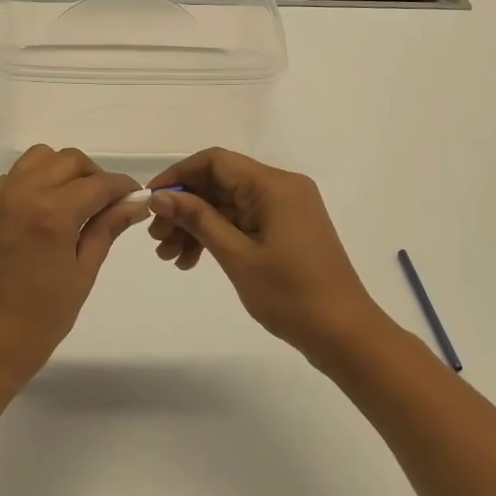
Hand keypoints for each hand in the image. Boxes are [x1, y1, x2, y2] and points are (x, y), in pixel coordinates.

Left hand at [0, 146, 148, 390]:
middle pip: (70, 161)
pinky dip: (40, 178)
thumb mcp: (82, 274)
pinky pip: (19, 174)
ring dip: (66, 171)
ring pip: (42, 158)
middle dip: (96, 176)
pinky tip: (51, 209)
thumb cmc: (40, 321)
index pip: (99, 184)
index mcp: (52, 212)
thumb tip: (136, 203)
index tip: (138, 198)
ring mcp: (2, 197)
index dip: (124, 187)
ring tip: (80, 204)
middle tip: (110, 206)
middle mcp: (25, 193)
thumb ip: (107, 229)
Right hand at [147, 148, 393, 364]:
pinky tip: (192, 261)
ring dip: (196, 225)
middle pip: (220, 183)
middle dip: (184, 207)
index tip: (151, 201)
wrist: (345, 334)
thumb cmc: (290, 294)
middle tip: (156, 239)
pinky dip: (217, 235)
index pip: (215, 161)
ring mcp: (286, 209)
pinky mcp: (287, 229)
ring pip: (228, 204)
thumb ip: (198, 219)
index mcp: (273, 185)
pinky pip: (243, 221)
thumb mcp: (237, 255)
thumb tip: (160, 196)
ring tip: (169, 257)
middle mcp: (281, 187)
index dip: (178, 176)